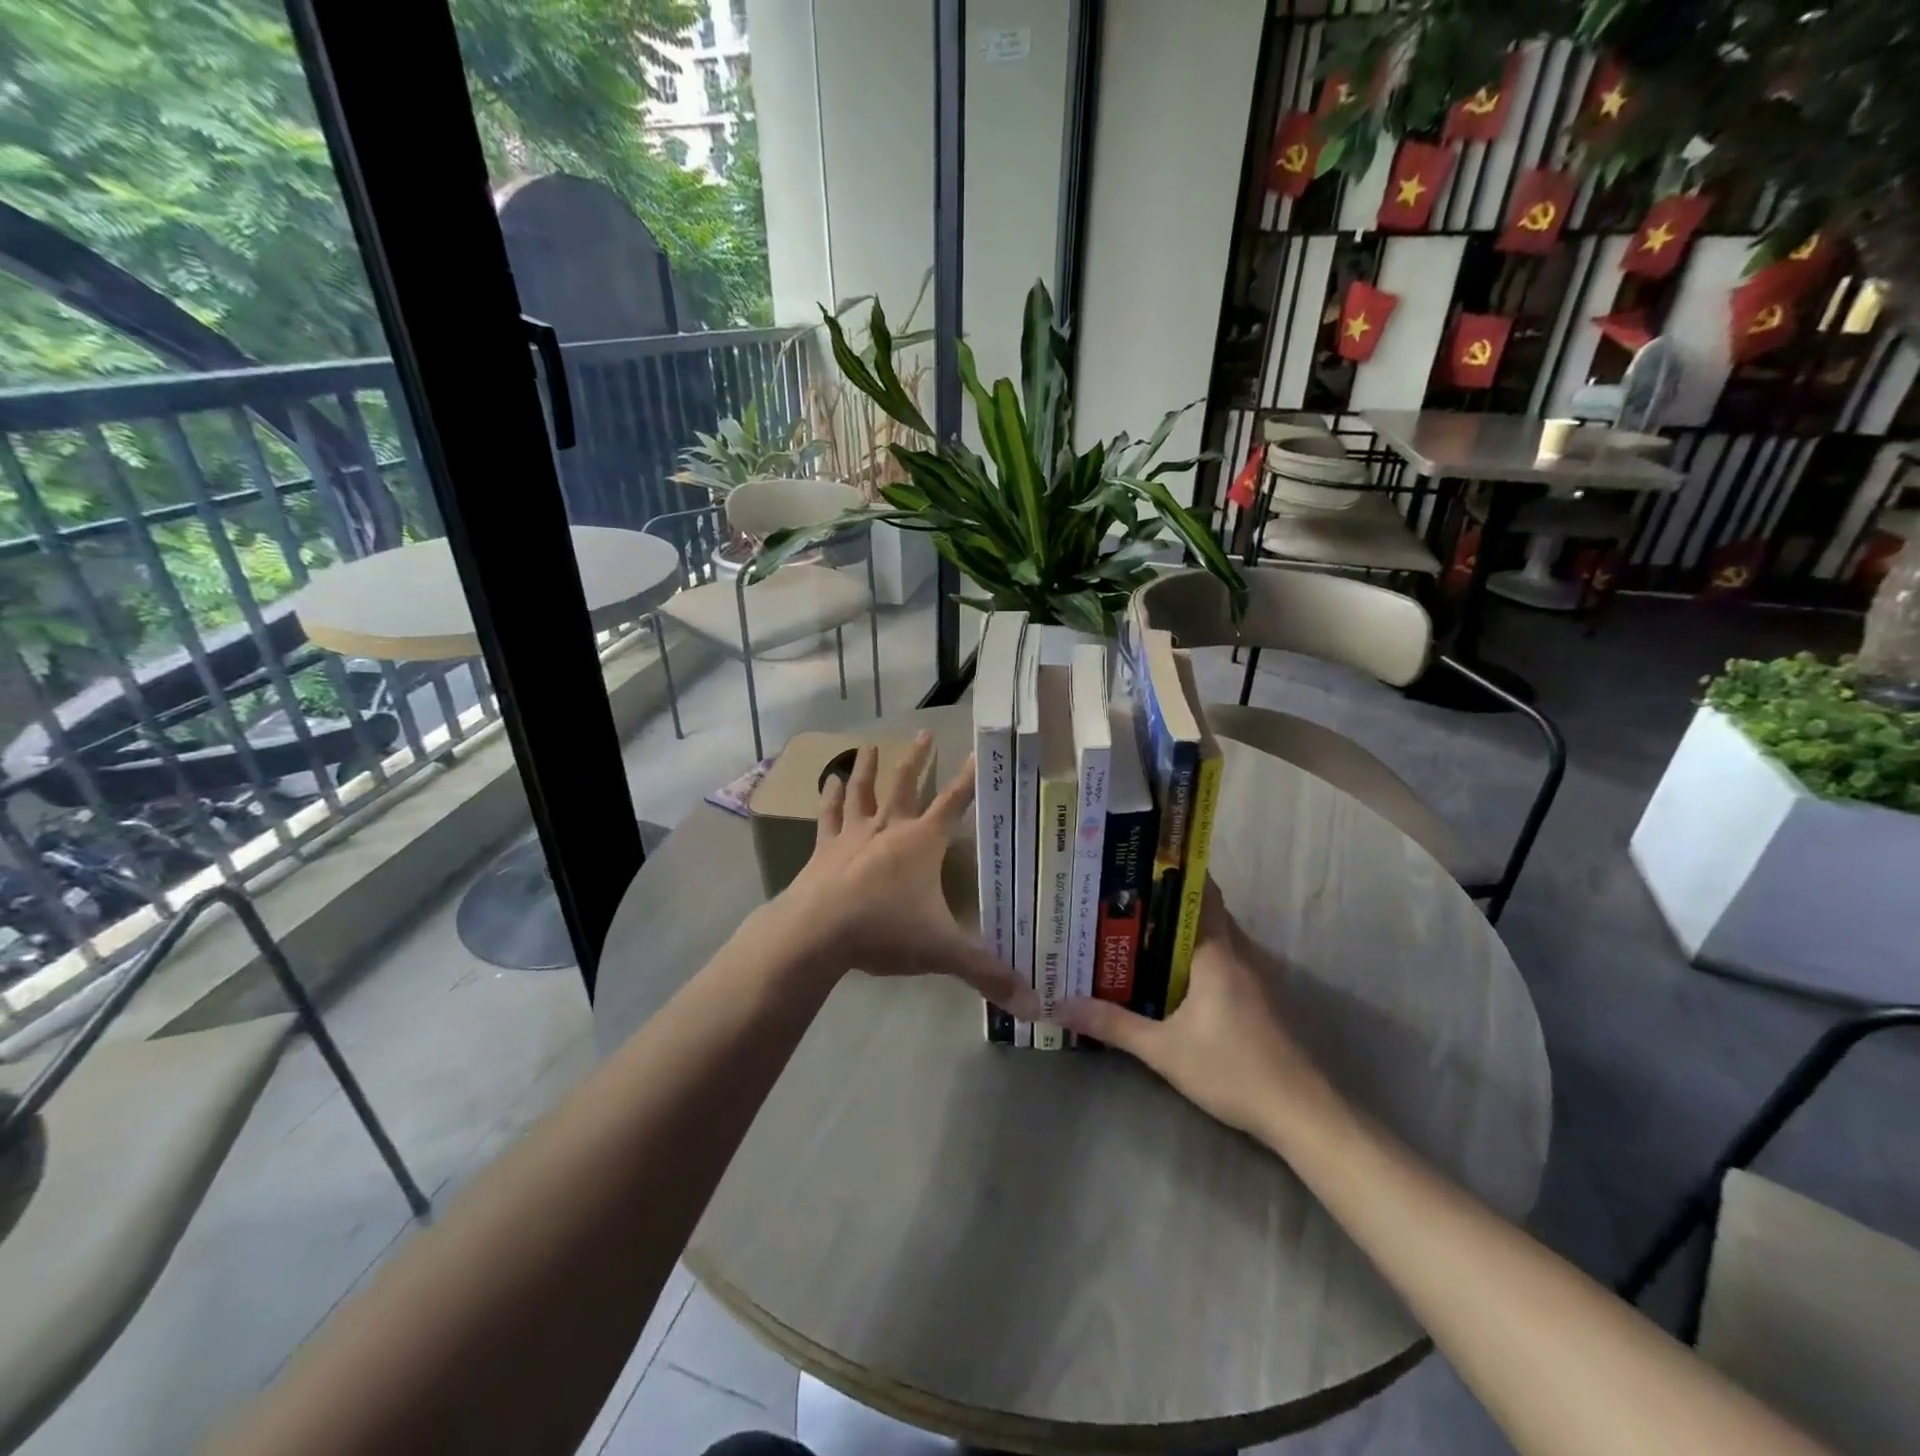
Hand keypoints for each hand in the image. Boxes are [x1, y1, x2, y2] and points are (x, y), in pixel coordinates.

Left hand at [776, 732, 1040, 1018]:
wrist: (817, 932)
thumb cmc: (884, 931)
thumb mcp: (942, 952)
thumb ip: (987, 973)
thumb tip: (1034, 1004)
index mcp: (922, 842)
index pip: (954, 802)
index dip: (969, 777)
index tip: (978, 750)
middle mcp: (889, 828)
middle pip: (906, 784)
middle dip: (918, 759)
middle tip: (923, 732)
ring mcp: (853, 834)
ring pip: (863, 791)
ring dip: (868, 768)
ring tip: (870, 747)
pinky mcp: (824, 848)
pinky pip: (828, 816)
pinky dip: (828, 798)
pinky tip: (826, 782)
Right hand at [1057, 882, 1326, 1139]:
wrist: (1301, 1114)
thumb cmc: (1233, 1070)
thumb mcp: (1163, 1050)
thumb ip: (1113, 1025)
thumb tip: (1061, 1005)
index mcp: (1218, 952)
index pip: (1200, 892)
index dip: (1171, 874)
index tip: (1136, 865)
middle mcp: (1240, 953)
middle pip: (1203, 911)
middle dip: (1164, 903)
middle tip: (1120, 900)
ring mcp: (1255, 975)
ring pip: (1213, 937)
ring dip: (1180, 932)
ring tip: (1134, 931)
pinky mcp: (1259, 998)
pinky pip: (1222, 959)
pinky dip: (1195, 955)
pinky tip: (1168, 974)